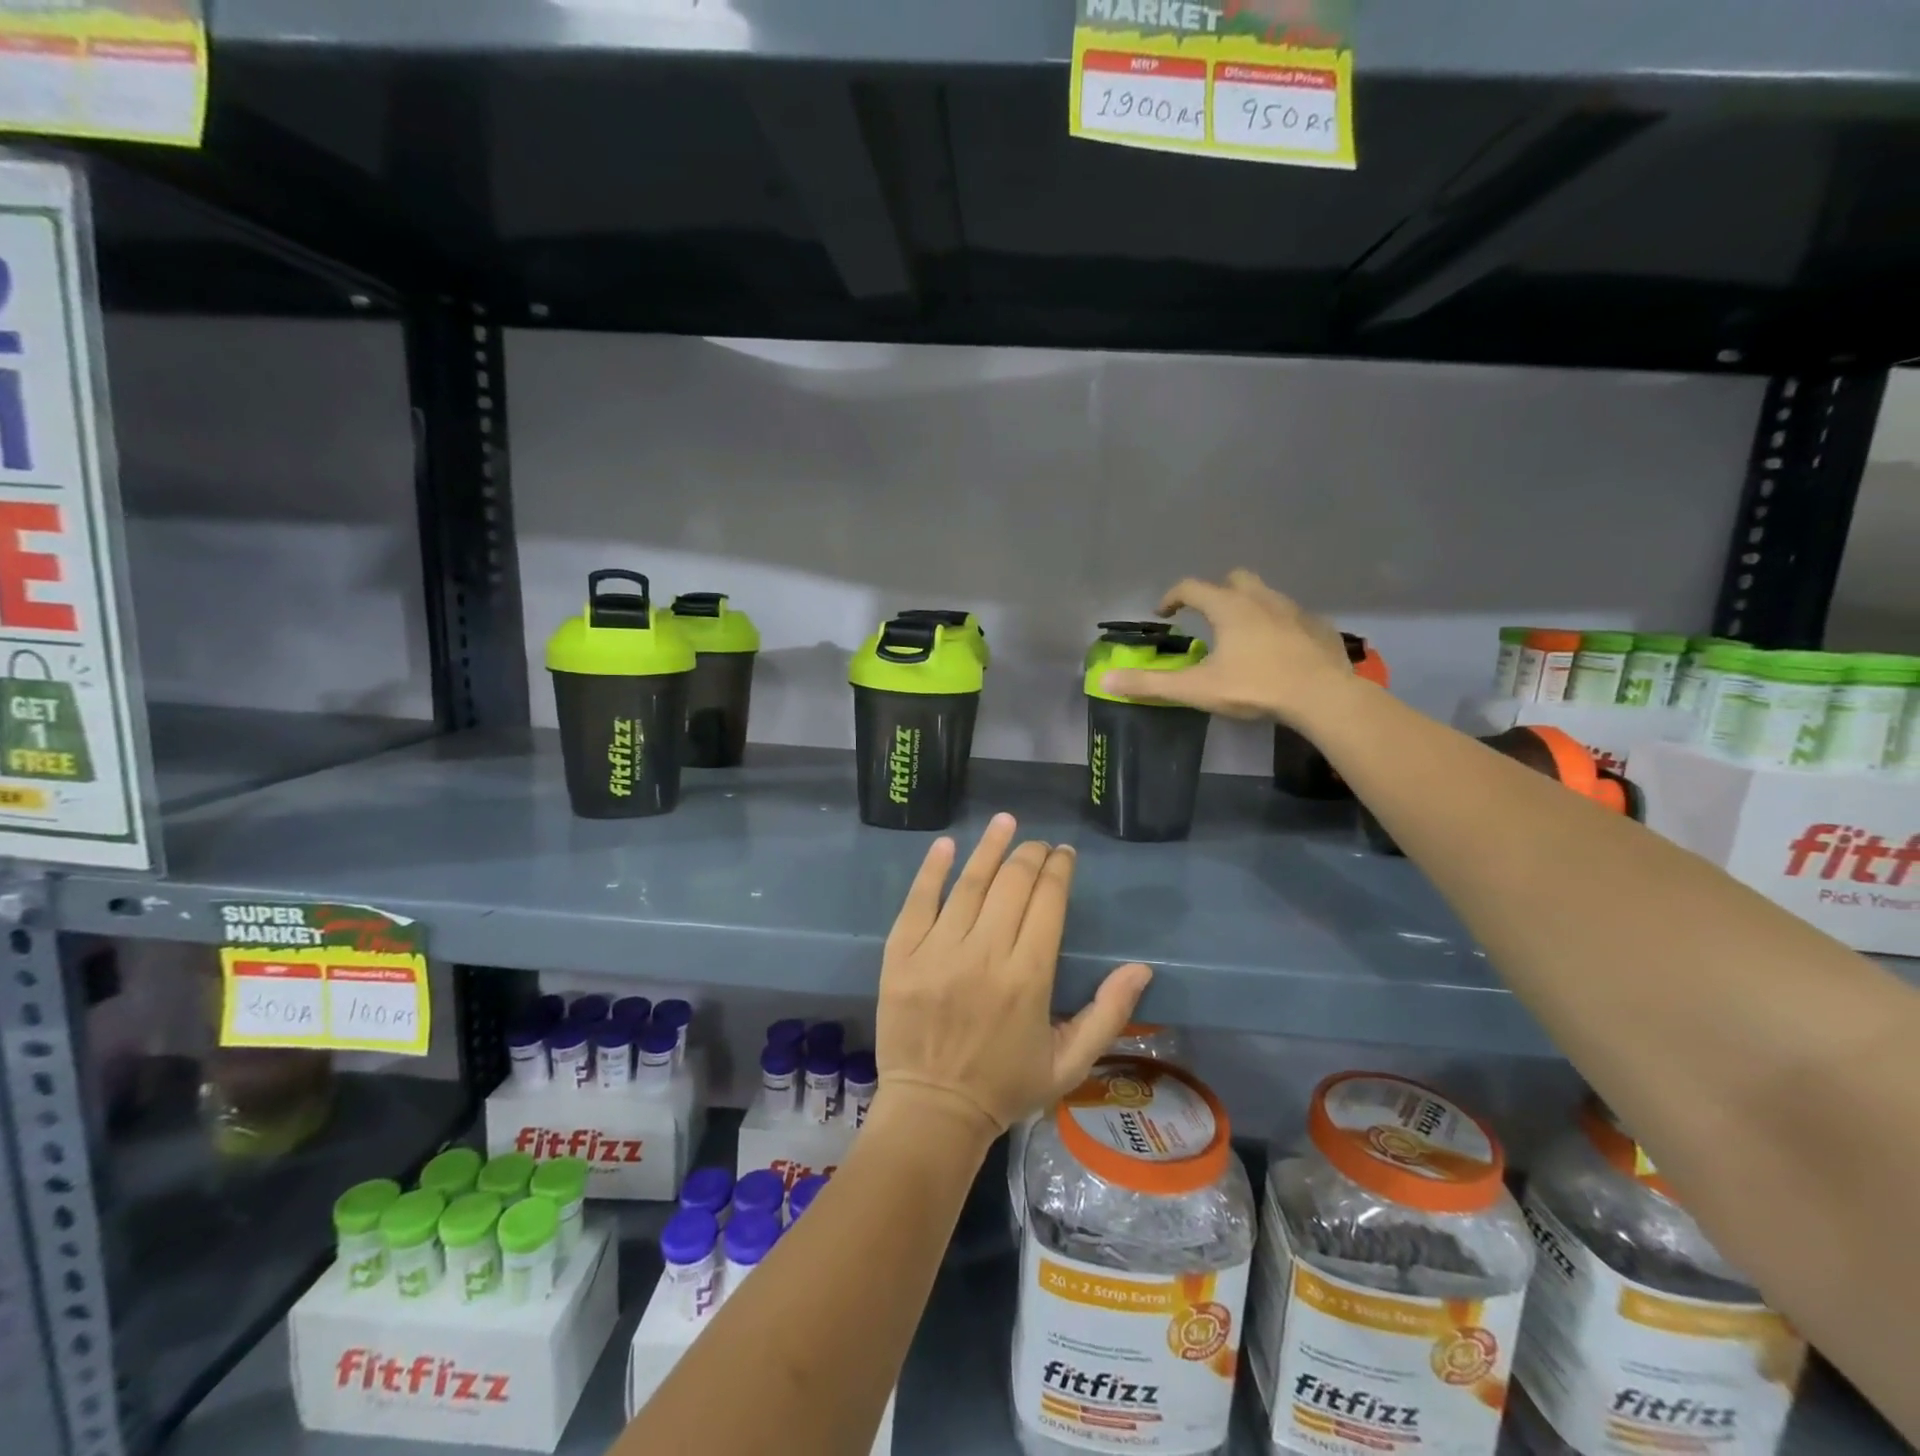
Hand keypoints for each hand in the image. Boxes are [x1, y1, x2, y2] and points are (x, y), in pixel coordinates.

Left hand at [873, 814, 1151, 1140]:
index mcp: (1028, 978)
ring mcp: (937, 952)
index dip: (1059, 870)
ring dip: (989, 847)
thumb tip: (1142, 967)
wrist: (932, 1111)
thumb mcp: (1069, 1062)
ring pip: (969, 884)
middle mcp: (984, 955)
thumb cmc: (1005, 1087)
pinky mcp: (900, 955)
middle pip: (1012, 884)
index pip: (1048, 902)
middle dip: (1030, 855)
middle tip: (1038, 844)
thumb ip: (1108, 1014)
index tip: (1064, 855)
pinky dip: (933, 870)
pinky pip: (917, 901)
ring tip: (1004, 821)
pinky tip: (947, 845)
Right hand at [1102, 569, 1354, 724]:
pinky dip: (1278, 626)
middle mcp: (1261, 599)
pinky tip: (1277, 651)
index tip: (1163, 614)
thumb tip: (1105, 681)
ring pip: (1266, 596)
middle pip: (1235, 579)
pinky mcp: (1319, 628)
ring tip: (1241, 637)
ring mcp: (1294, 611)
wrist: (1323, 696)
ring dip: (1249, 608)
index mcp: (1229, 607)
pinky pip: (1292, 617)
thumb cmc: (1255, 686)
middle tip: (1207, 617)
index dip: (1172, 598)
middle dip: (1216, 592)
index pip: (1191, 587)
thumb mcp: (1196, 688)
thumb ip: (1150, 684)